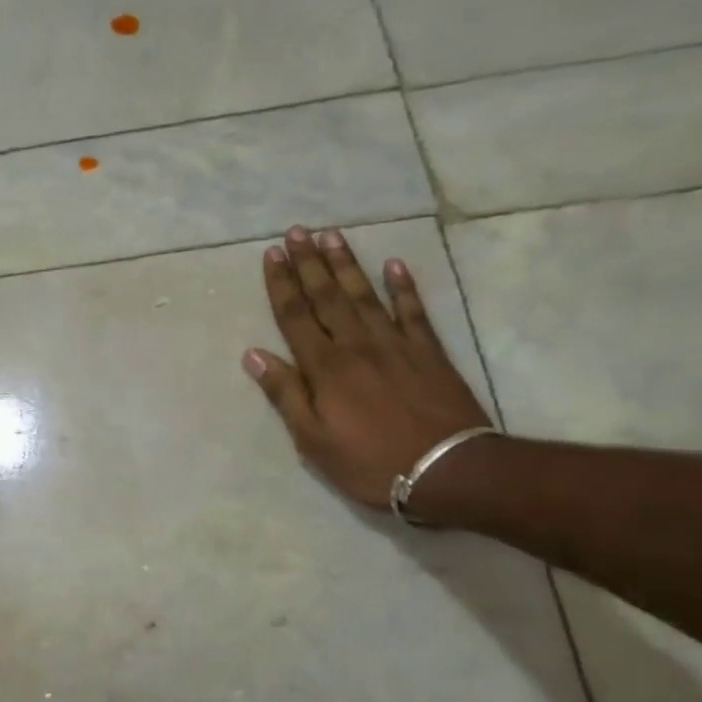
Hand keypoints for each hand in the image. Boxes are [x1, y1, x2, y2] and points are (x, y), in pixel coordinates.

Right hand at [245, 226, 491, 509]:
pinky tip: (395, 265)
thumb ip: (285, 394)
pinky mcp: (428, 351)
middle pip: (327, 296)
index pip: (295, 316)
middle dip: (309, 262)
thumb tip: (254, 355)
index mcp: (325, 367)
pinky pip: (413, 310)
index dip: (281, 284)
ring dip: (346, 264)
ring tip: (332, 236)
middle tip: (297, 231)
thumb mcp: (312, 440)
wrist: (447, 470)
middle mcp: (356, 345)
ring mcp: (395, 344)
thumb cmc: (369, 462)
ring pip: (365, 294)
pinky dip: (404, 287)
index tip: (272, 254)